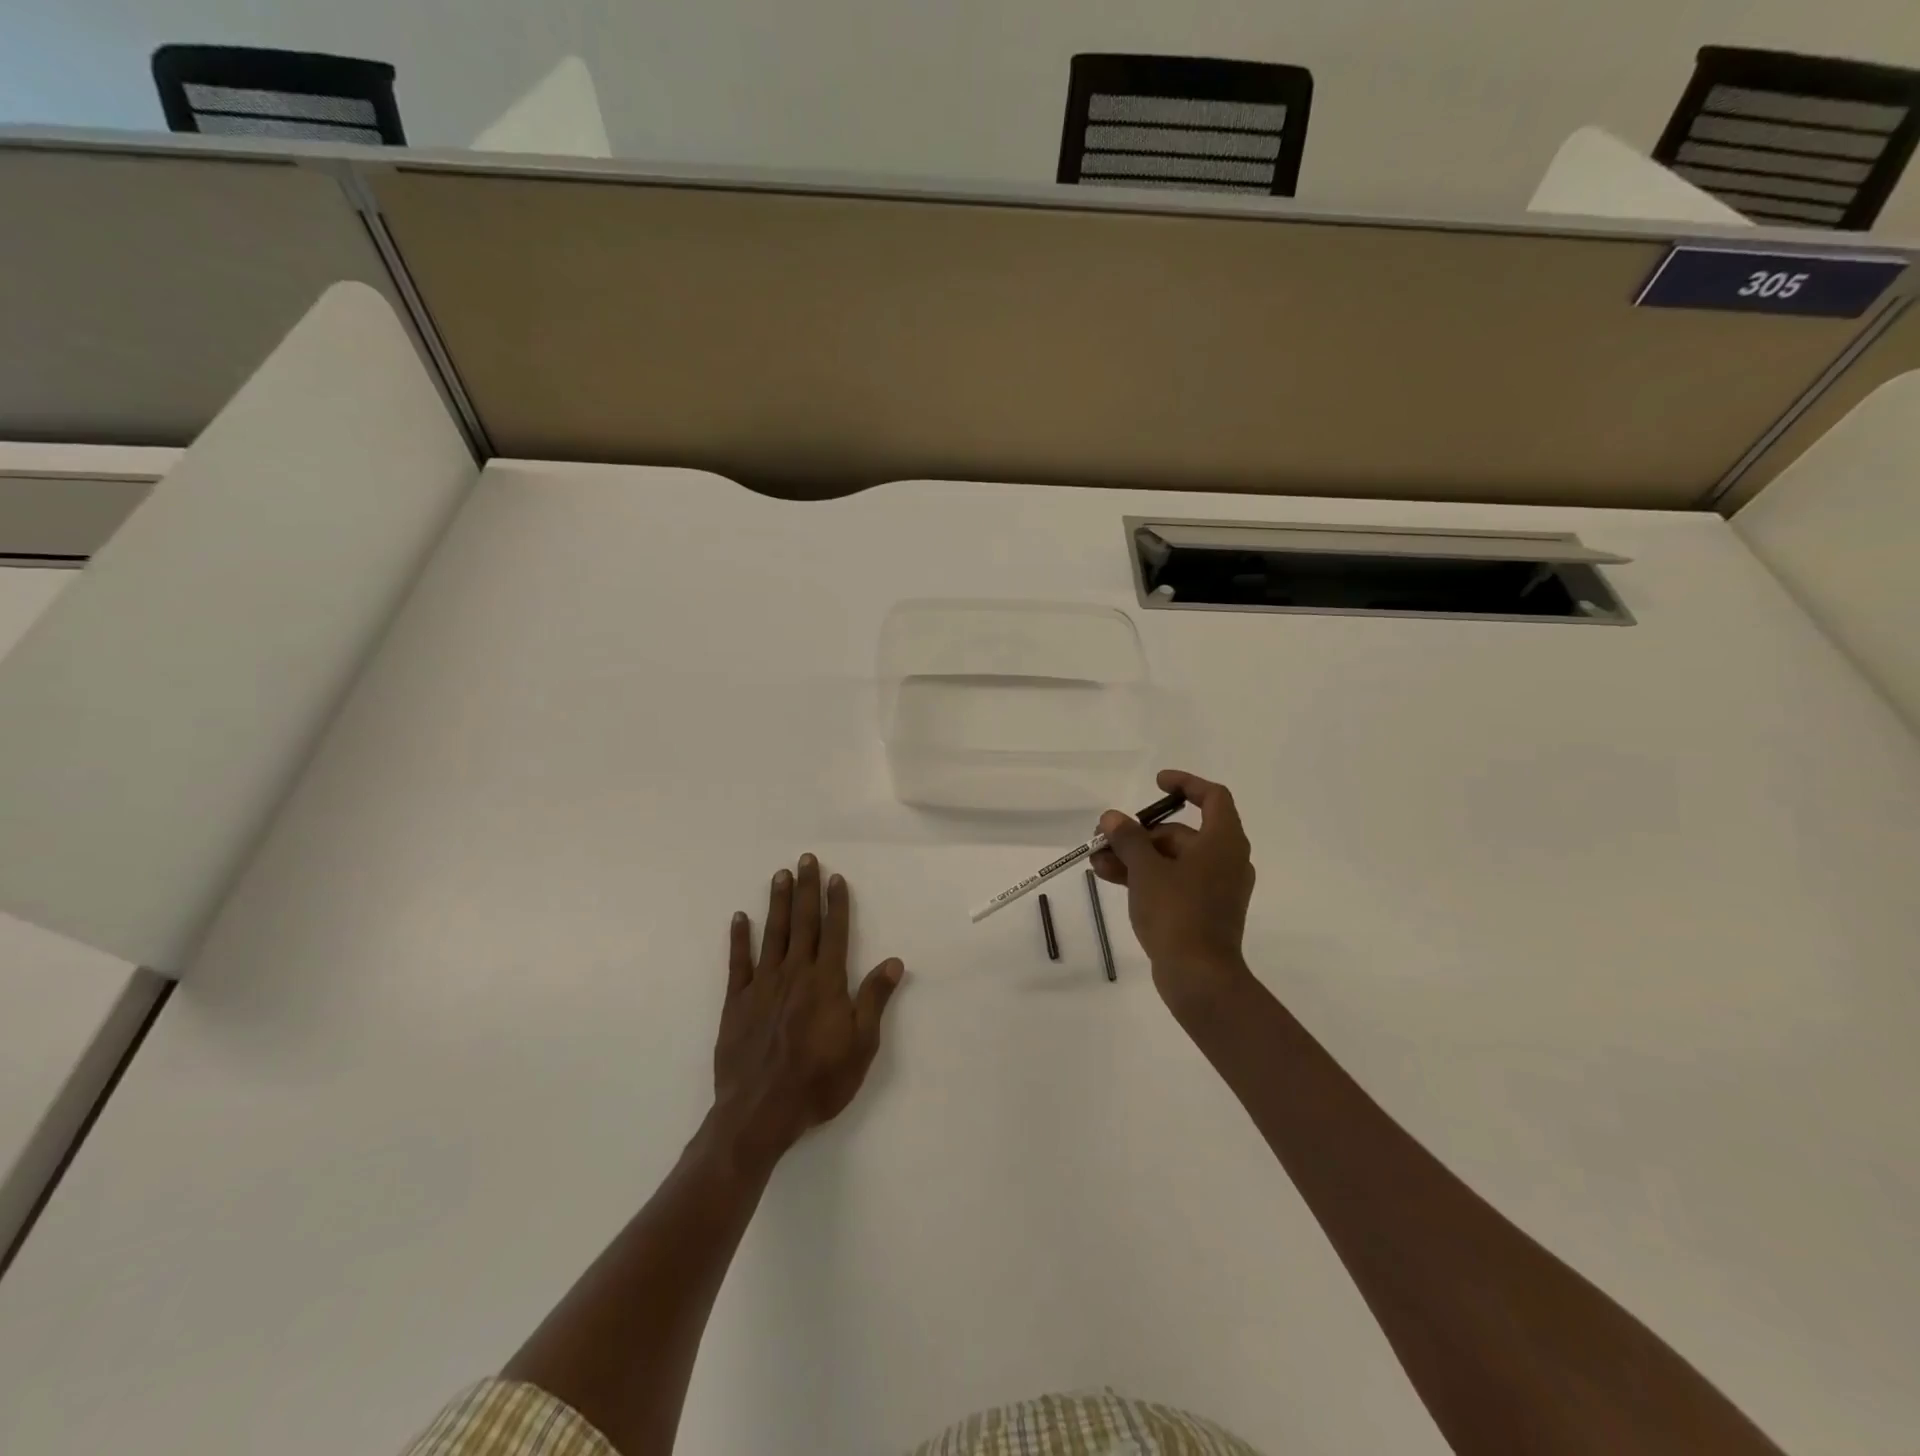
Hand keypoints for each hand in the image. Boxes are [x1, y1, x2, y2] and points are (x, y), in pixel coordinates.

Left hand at [712, 853, 904, 1165]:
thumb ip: (874, 999)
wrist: (760, 1113)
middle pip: (803, 923)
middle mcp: (795, 974)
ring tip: (780, 875)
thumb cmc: (819, 1081)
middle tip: (806, 859)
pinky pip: (738, 962)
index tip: (836, 878)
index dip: (836, 903)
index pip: (835, 932)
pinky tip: (740, 917)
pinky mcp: (736, 1002)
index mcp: (826, 983)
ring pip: (772, 934)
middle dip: (807, 889)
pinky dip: (739, 938)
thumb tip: (894, 961)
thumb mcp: (861, 1045)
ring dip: (778, 903)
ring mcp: (762, 985)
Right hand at [1091, 769, 1255, 1013]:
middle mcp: (1225, 860)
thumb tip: (1113, 818)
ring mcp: (1215, 888)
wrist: (1199, 977)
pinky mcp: (1203, 911)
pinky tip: (1109, 877)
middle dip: (1140, 833)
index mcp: (1223, 842)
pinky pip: (1173, 882)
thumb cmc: (1178, 913)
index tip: (1156, 782)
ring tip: (1096, 861)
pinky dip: (1145, 877)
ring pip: (1172, 860)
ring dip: (1135, 857)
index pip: (1213, 797)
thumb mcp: (1146, 870)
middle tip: (1105, 837)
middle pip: (1181, 833)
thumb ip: (1129, 839)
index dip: (1185, 784)